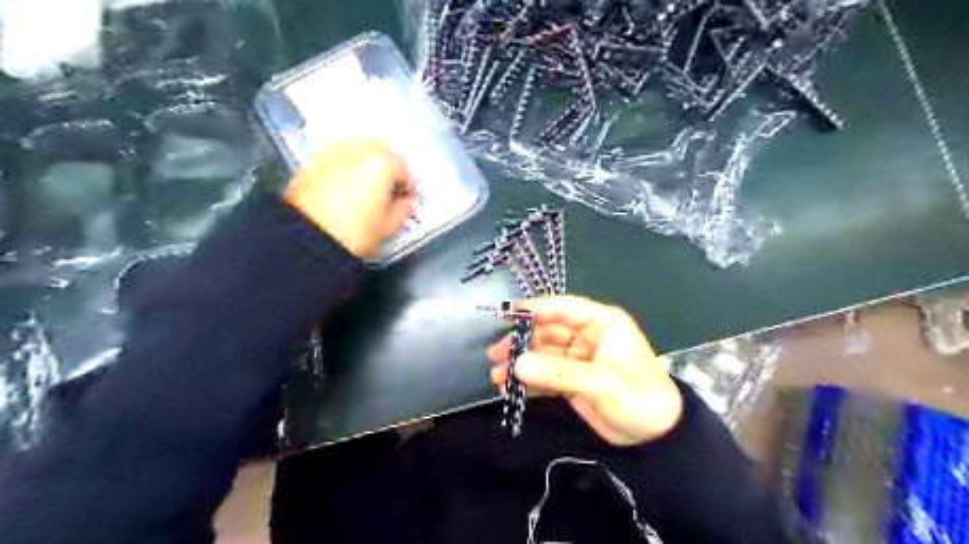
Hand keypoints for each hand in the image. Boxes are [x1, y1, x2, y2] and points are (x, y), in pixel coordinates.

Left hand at [282, 139, 413, 259]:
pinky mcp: (312, 162)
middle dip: (386, 166)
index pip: (403, 167)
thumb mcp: (389, 227)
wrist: (307, 238)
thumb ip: (403, 210)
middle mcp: (358, 150)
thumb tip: (405, 202)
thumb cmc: (355, 234)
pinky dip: (344, 167)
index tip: (405, 198)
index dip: (407, 185)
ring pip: (356, 149)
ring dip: (364, 162)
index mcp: (382, 164)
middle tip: (386, 189)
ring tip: (364, 185)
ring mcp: (332, 153)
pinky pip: (336, 158)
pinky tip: (343, 186)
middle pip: (379, 149)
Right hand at [485, 299, 680, 445]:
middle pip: (547, 331)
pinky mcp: (572, 380)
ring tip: (497, 376)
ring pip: (543, 354)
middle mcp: (586, 336)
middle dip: (521, 342)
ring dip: (521, 364)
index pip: (563, 308)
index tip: (506, 314)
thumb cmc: (638, 396)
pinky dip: (529, 381)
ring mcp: (577, 359)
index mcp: (601, 322)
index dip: (534, 309)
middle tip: (495, 354)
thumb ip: (558, 372)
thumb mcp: (600, 381)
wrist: (657, 436)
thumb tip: (517, 364)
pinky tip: (511, 388)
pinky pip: (546, 375)